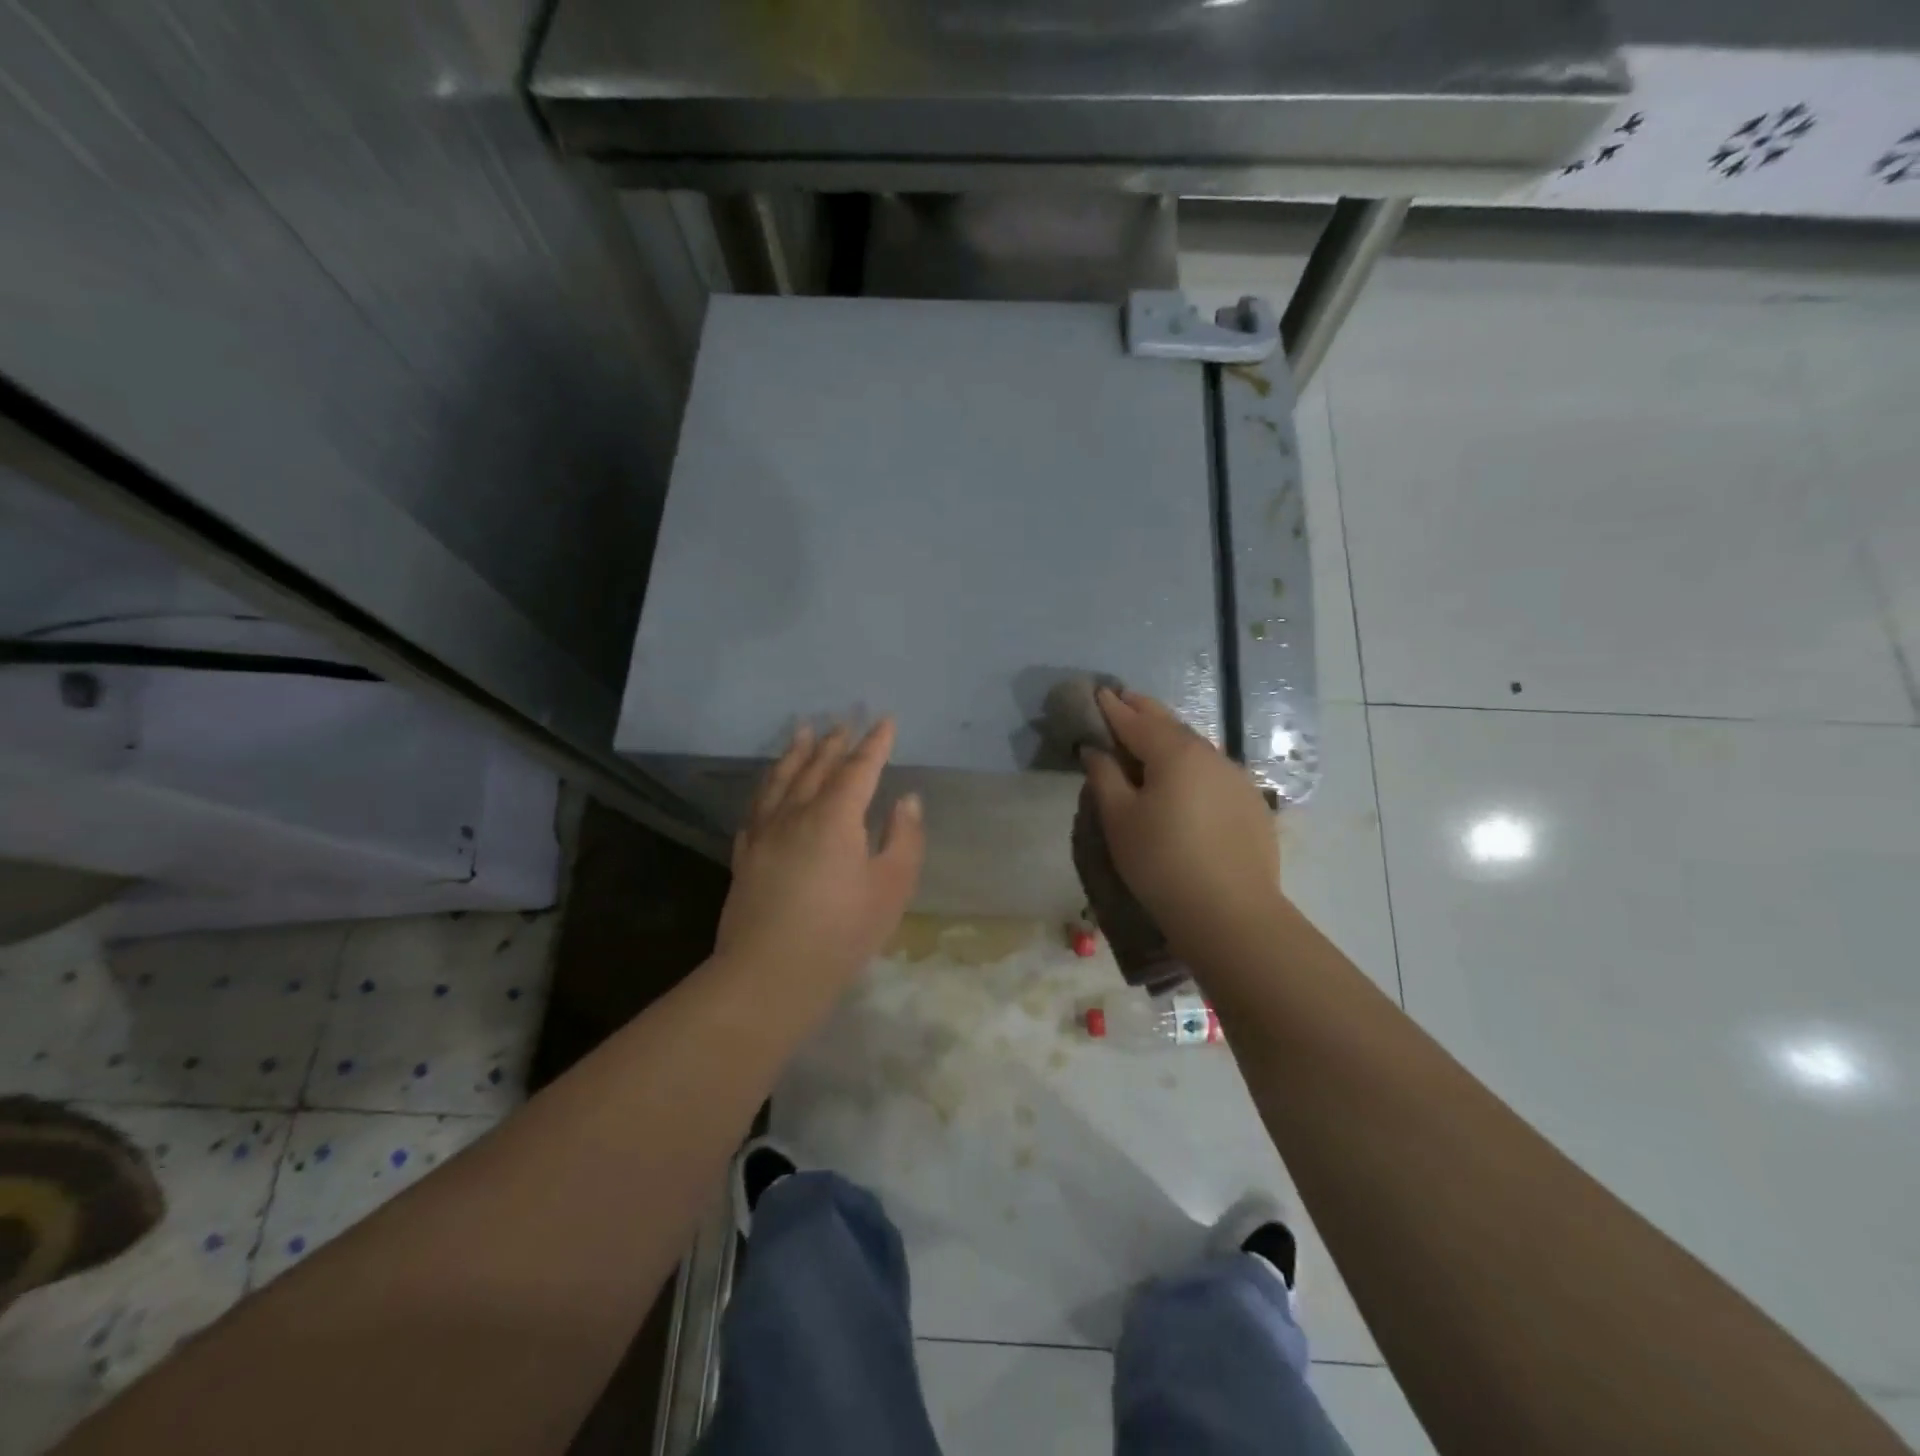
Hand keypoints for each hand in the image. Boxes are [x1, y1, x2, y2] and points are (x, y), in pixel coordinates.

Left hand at [715, 718, 925, 999]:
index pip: (858, 769)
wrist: (769, 974)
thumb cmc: (842, 932)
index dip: (874, 744)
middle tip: (843, 720)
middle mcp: (796, 813)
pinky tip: (769, 788)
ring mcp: (765, 833)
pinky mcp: (746, 855)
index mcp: (835, 817)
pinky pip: (757, 807)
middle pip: (816, 767)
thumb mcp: (891, 888)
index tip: (884, 721)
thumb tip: (906, 800)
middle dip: (834, 742)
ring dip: (795, 753)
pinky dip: (767, 788)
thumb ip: (904, 838)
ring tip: (802, 731)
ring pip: (781, 780)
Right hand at [1082, 688, 1280, 951]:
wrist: (1230, 913)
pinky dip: (1192, 765)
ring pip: (1195, 748)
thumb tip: (1095, 749)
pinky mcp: (1251, 804)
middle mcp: (1210, 755)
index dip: (1113, 708)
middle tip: (1124, 701)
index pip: (1135, 721)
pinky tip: (1185, 780)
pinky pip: (1213, 772)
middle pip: (1170, 725)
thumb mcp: (1119, 819)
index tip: (1098, 693)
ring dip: (1170, 738)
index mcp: (1174, 752)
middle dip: (1144, 712)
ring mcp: (1237, 778)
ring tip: (1150, 740)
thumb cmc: (1161, 862)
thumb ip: (1104, 776)